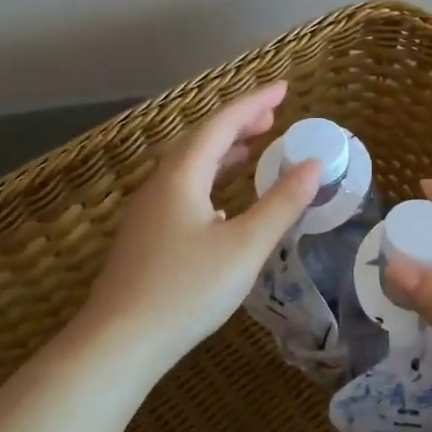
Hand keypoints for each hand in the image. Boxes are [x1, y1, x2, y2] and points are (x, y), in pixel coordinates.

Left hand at [79, 83, 320, 374]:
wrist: (118, 343)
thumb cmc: (186, 290)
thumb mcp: (244, 247)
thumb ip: (281, 204)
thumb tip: (313, 164)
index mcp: (181, 177)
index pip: (221, 124)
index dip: (254, 103)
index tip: (284, 88)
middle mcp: (160, 185)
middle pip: (200, 140)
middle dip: (238, 123)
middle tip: (272, 117)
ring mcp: (147, 212)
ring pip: (188, 167)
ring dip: (222, 152)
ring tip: (253, 148)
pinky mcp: (145, 238)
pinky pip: (182, 191)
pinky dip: (209, 181)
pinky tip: (222, 205)